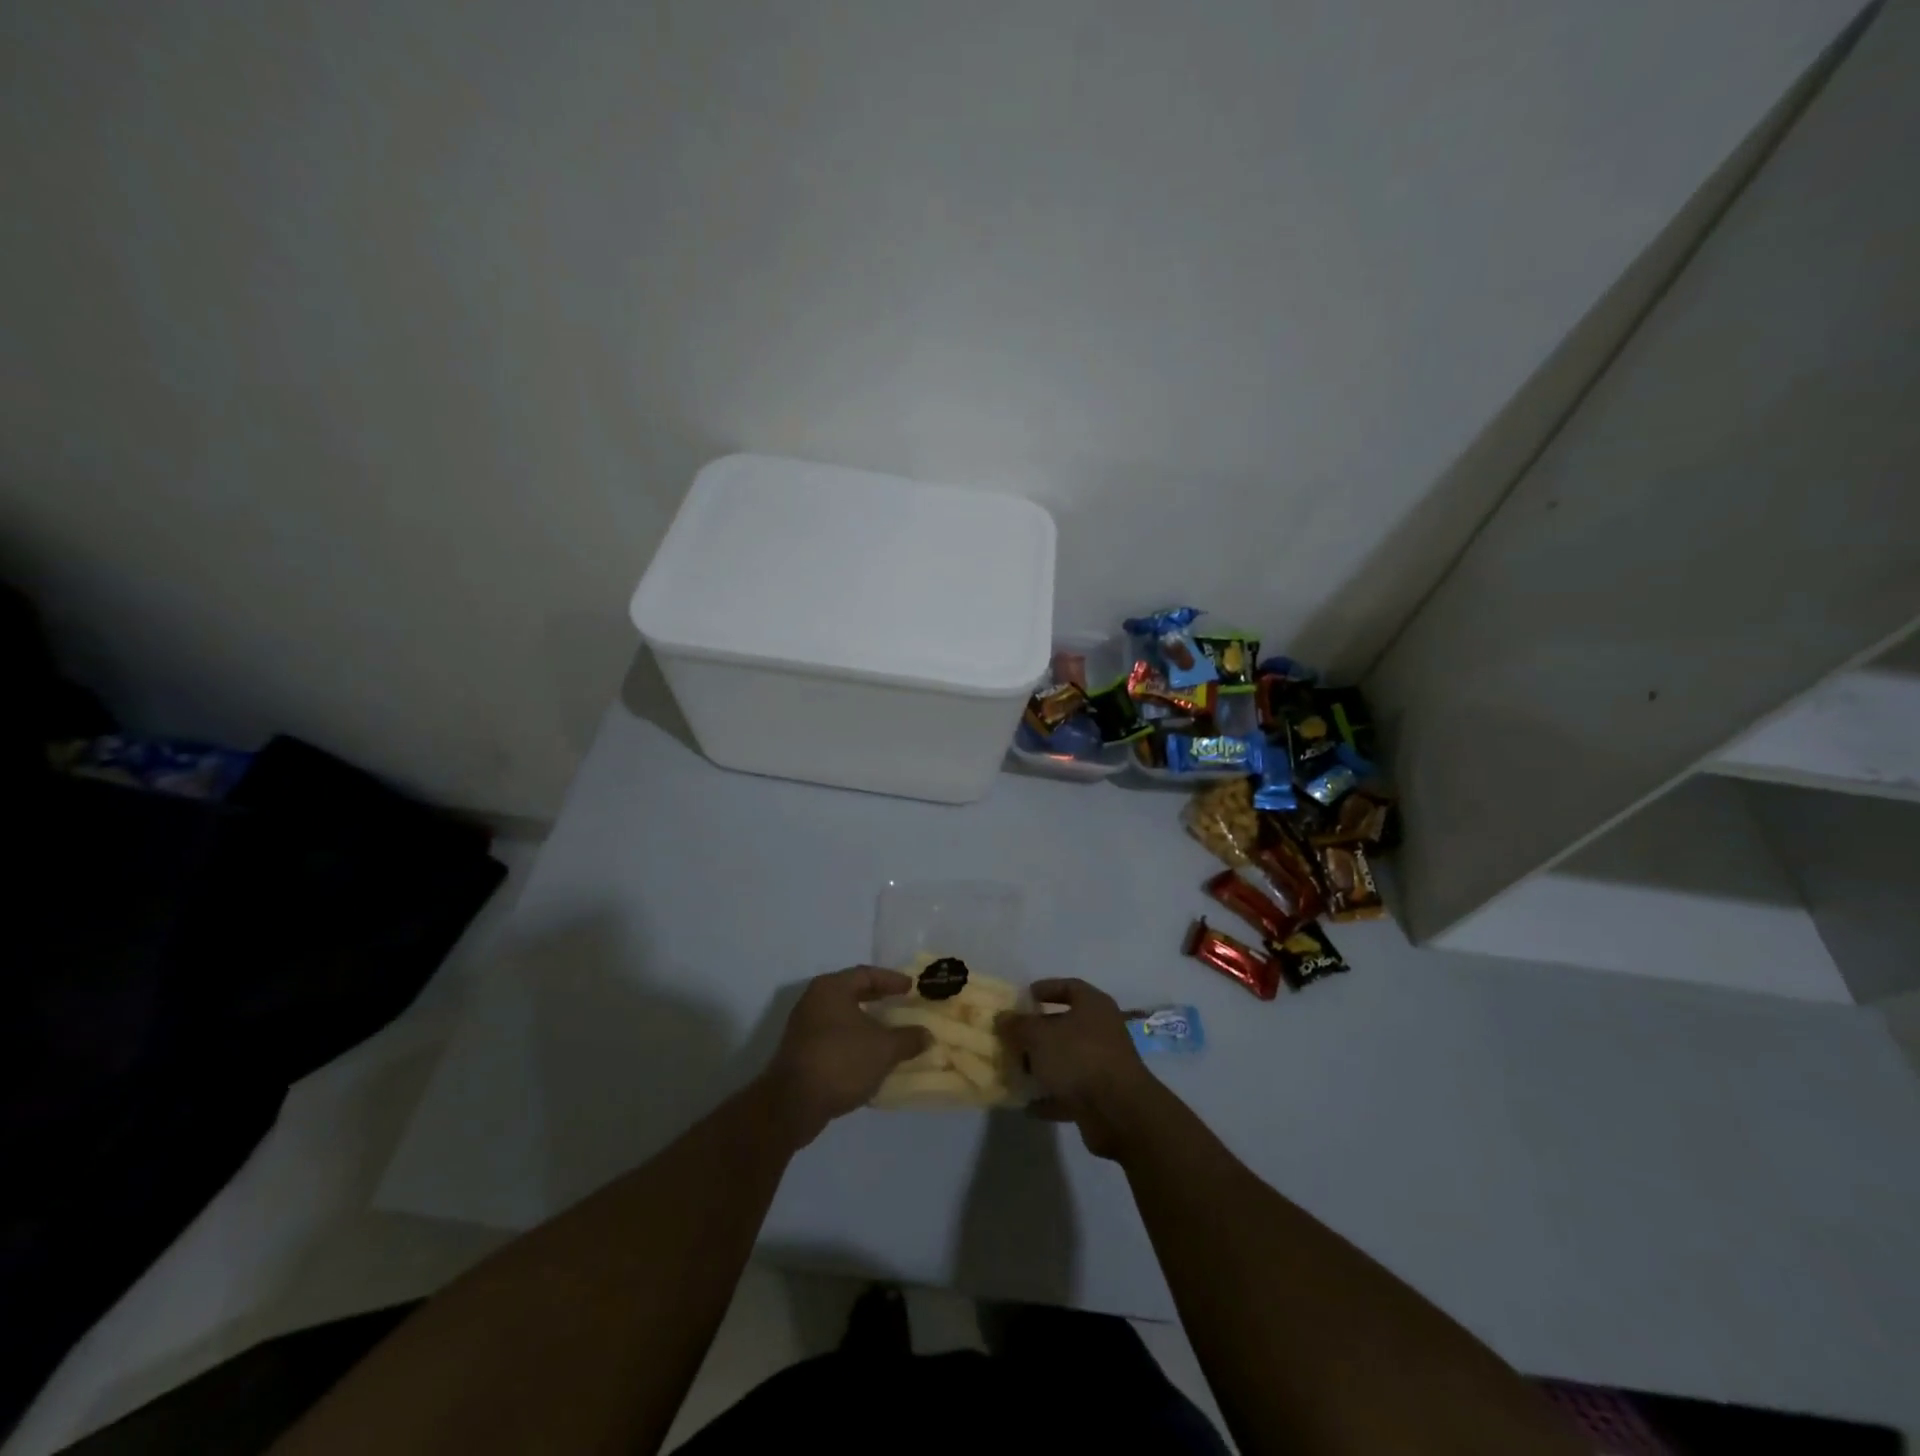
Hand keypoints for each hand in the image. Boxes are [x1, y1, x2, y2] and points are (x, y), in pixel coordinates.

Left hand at [762, 967, 931, 1147]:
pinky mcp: (800, 1052)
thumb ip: (908, 1038)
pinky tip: (868, 1056)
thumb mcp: (884, 1049)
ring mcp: (803, 1027)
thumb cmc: (841, 1061)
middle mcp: (814, 1000)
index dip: (891, 980)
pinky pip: (833, 1037)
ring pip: (841, 1016)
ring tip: (888, 1031)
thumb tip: (926, 1035)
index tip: (911, 988)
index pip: (866, 974)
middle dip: (878, 999)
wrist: (792, 1104)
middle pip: (851, 992)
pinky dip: (853, 1040)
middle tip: (901, 1004)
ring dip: (865, 1022)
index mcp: (831, 988)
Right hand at [997, 978, 1162, 1159]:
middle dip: (1038, 1032)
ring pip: (1067, 1059)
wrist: (1119, 1112)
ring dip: (1043, 1066)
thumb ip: (1018, 1025)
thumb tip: (1002, 1017)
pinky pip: (1071, 1092)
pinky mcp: (1101, 1097)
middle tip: (1012, 1037)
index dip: (1046, 989)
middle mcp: (1102, 1030)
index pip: (1069, 987)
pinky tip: (1028, 1105)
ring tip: (1015, 1071)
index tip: (1024, 997)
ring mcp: (1104, 1065)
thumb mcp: (1039, 1036)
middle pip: (1066, 1025)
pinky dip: (1051, 1097)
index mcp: (1093, 1006)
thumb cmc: (1078, 1058)